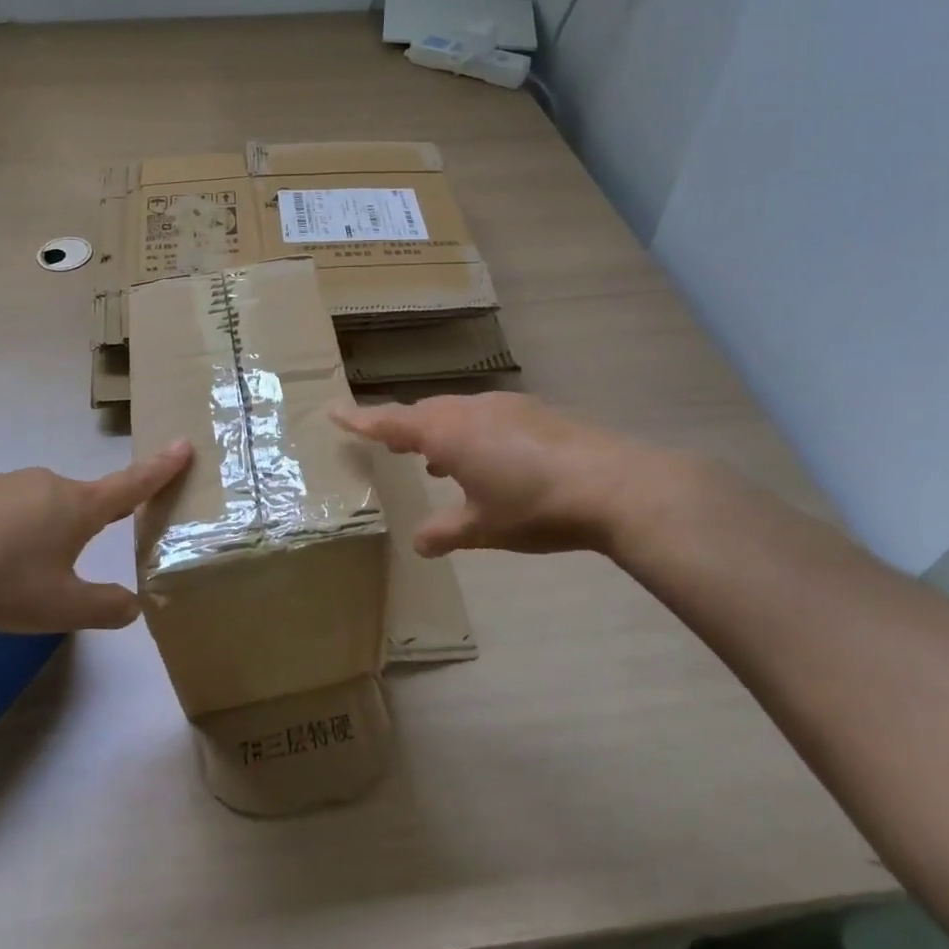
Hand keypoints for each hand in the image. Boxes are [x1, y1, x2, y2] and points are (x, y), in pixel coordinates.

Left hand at [0, 442, 191, 631]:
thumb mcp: (60, 607)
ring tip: (12, 576)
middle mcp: (48, 484)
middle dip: (84, 527)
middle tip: (64, 567)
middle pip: (82, 502)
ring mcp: (7, 483)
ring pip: (39, 507)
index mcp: (79, 506)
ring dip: (39, 534)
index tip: (185, 444)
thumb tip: (133, 606)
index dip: (162, 468)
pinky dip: (3, 533)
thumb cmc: (1, 581)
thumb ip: (104, 607)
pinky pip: (2, 510)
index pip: (133, 484)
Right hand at [334, 394, 671, 556]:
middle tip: (387, 443)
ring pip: (457, 412)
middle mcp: (470, 410)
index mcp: (447, 434)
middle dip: (403, 427)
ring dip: (440, 431)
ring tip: (435, 459)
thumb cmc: (535, 508)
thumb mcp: (483, 528)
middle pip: (424, 413)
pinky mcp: (534, 411)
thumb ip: (446, 532)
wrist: (613, 485)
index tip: (335, 411)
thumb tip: (419, 543)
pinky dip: (472, 433)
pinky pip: (486, 416)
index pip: (391, 422)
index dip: (361, 419)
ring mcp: (505, 406)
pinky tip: (487, 459)